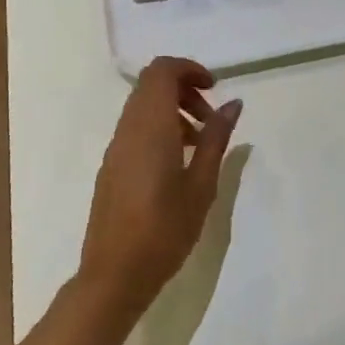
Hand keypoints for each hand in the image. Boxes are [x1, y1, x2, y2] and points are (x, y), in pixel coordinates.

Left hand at [78, 57, 242, 320]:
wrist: (114, 274)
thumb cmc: (165, 230)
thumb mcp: (201, 185)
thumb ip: (216, 139)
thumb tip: (233, 104)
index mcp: (150, 127)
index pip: (162, 71)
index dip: (189, 69)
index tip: (214, 89)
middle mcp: (128, 129)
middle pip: (151, 85)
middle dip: (184, 89)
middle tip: (211, 119)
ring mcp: (115, 147)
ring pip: (142, 107)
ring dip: (173, 110)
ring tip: (199, 144)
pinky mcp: (111, 166)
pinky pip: (135, 129)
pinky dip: (159, 128)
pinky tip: (178, 164)